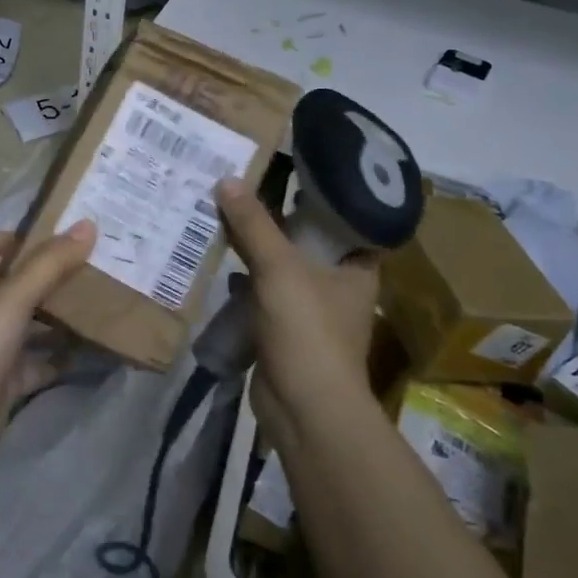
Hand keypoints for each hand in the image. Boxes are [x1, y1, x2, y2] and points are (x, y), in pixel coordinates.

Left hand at [0, 222, 96, 468]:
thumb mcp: (13, 299)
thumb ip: (49, 264)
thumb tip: (87, 224)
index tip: (22, 241)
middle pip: (5, 291)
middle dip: (39, 281)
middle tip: (80, 270)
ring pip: (26, 328)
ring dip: (55, 319)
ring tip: (94, 307)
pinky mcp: (5, 385)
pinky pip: (38, 366)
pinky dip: (60, 359)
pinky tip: (89, 352)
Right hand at [214, 178, 380, 444]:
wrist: (305, 410)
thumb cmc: (308, 332)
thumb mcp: (280, 268)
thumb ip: (254, 224)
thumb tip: (227, 179)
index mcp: (357, 267)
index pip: (345, 217)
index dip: (319, 192)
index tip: (289, 166)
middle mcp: (339, 284)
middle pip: (307, 239)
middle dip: (276, 217)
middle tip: (244, 183)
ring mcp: (312, 310)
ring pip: (282, 266)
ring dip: (256, 247)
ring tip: (225, 211)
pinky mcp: (285, 330)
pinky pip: (263, 293)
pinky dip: (244, 279)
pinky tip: (220, 260)